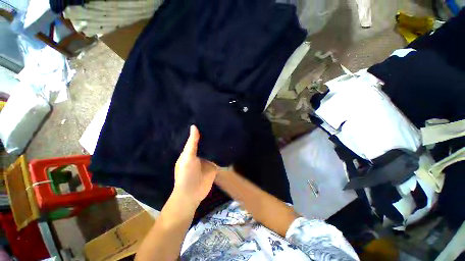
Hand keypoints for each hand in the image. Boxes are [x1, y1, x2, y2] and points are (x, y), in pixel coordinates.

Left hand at [174, 125, 217, 205]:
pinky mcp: (214, 165)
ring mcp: (207, 159)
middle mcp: (199, 154)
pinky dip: (222, 152)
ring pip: (213, 149)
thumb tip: (194, 126)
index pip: (196, 137)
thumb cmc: (186, 175)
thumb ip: (192, 143)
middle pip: (206, 142)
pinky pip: (219, 157)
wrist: (192, 194)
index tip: (207, 120)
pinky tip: (228, 145)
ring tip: (225, 131)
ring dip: (217, 143)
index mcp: (191, 151)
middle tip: (219, 124)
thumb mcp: (187, 157)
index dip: (201, 130)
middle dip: (211, 135)